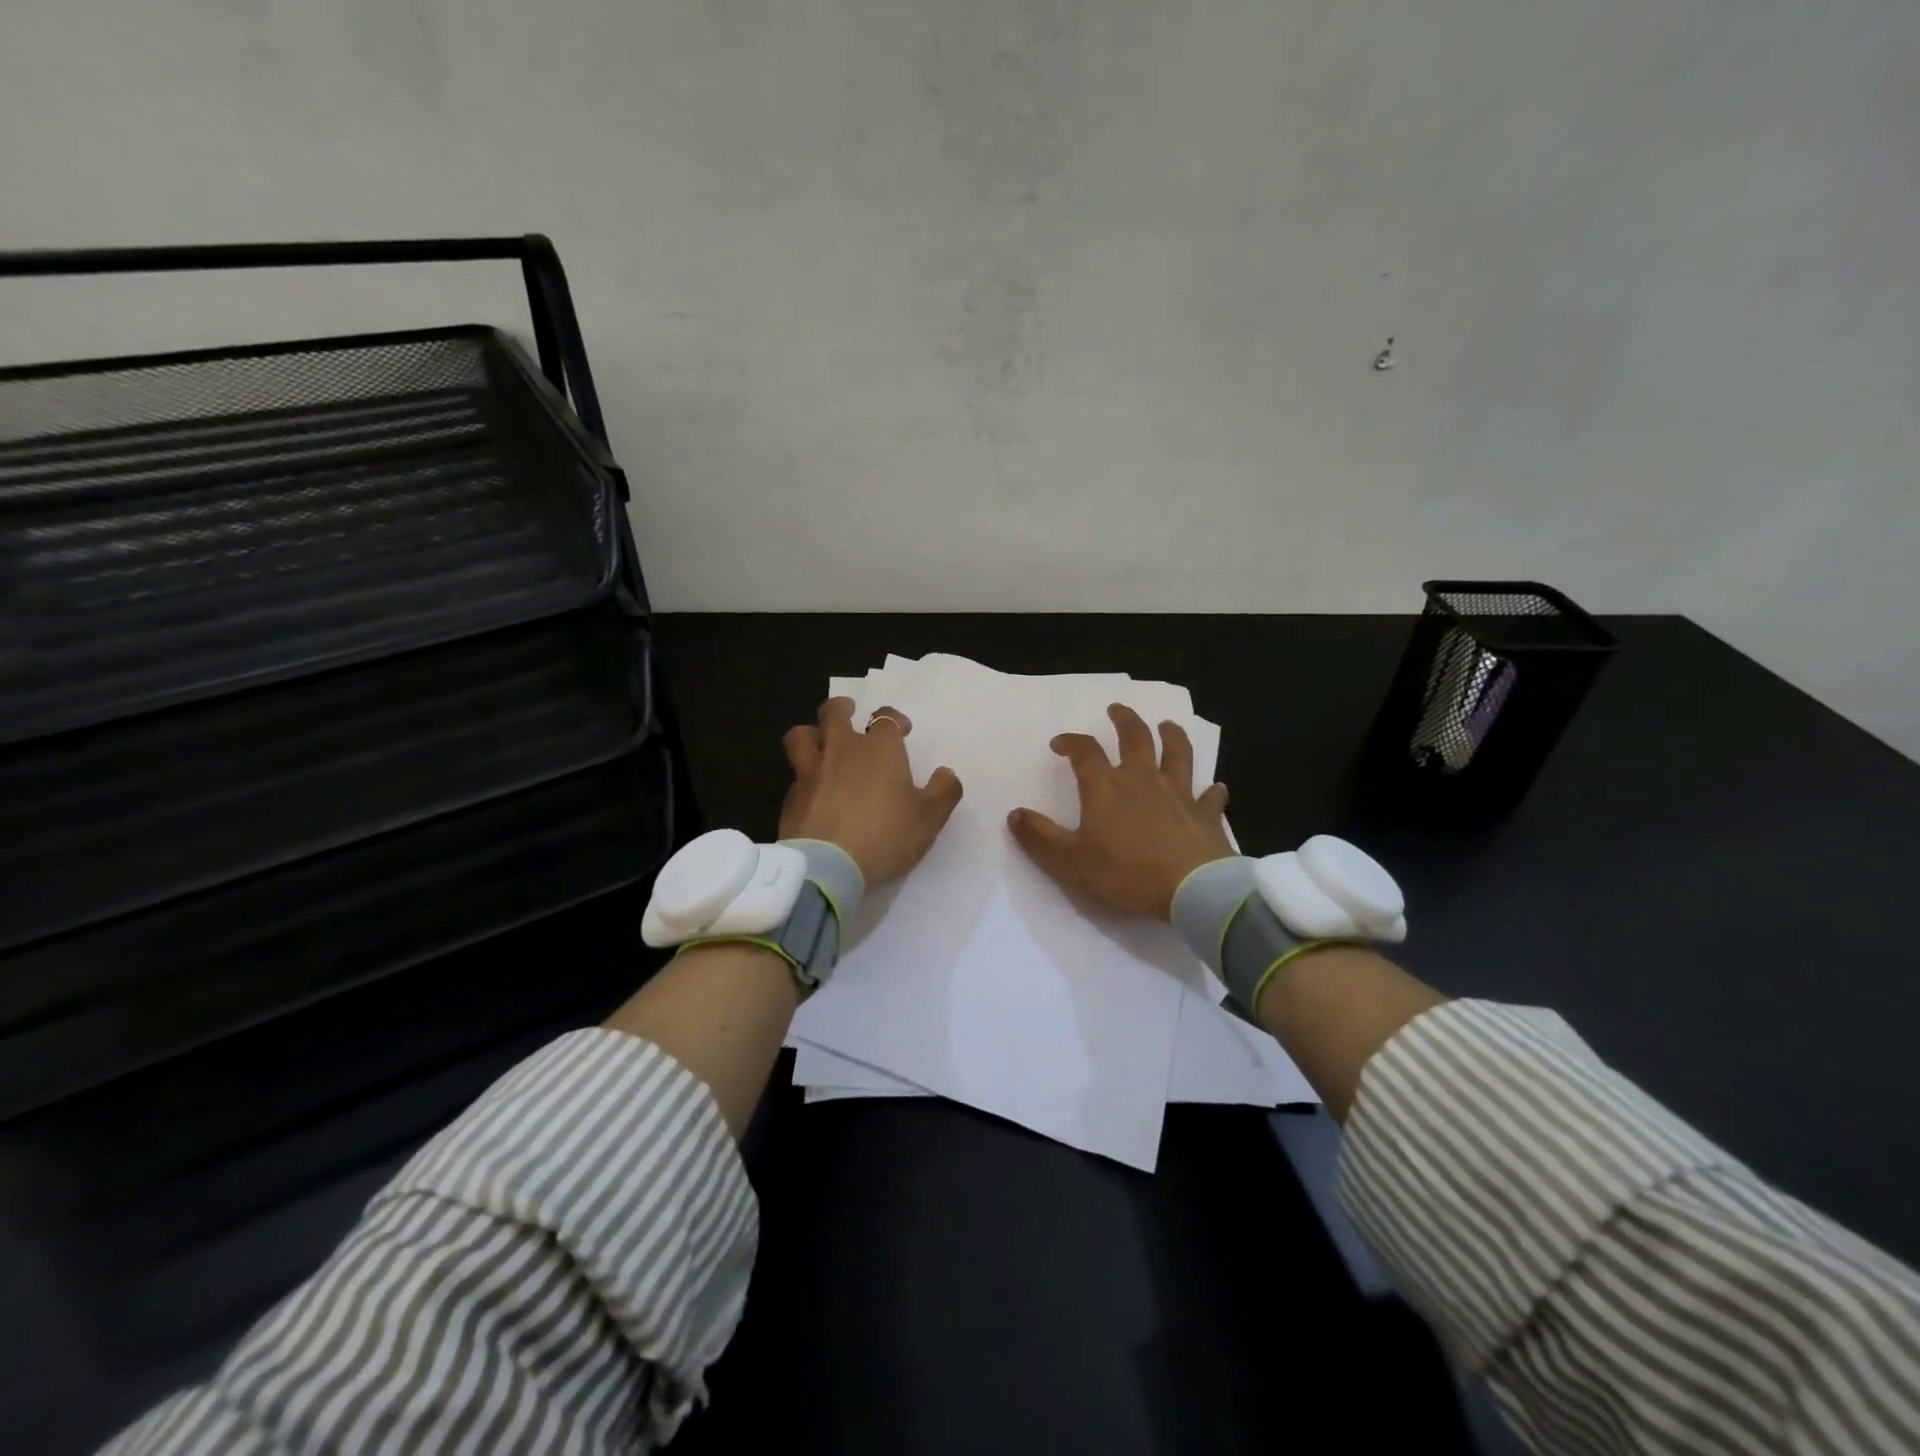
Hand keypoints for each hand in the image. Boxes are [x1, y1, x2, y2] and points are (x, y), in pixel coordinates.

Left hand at [779, 698, 963, 886]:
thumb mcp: (929, 818)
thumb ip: (943, 791)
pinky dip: (804, 777)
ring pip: (801, 735)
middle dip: (843, 708)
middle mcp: (841, 750)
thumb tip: (946, 774)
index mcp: (879, 749)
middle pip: (834, 713)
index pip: (885, 718)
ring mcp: (811, 771)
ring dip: (812, 733)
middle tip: (850, 713)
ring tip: (820, 742)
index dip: (893, 719)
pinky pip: (795, 776)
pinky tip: (812, 792)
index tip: (901, 730)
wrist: (828, 866)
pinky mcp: (791, 797)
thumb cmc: (886, 835)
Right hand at [1007, 704, 1232, 918]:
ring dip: (1171, 736)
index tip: (1060, 743)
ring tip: (1167, 725)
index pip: (1084, 751)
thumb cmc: (1126, 873)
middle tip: (1116, 709)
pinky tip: (1216, 787)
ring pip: (1177, 753)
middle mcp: (1143, 779)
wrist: (1192, 890)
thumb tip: (1014, 814)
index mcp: (1106, 787)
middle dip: (1124, 720)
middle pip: (1135, 737)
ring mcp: (1179, 793)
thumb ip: (1039, 837)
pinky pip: (1211, 796)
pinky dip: (1212, 790)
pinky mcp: (1206, 814)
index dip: (1070, 742)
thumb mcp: (1070, 861)